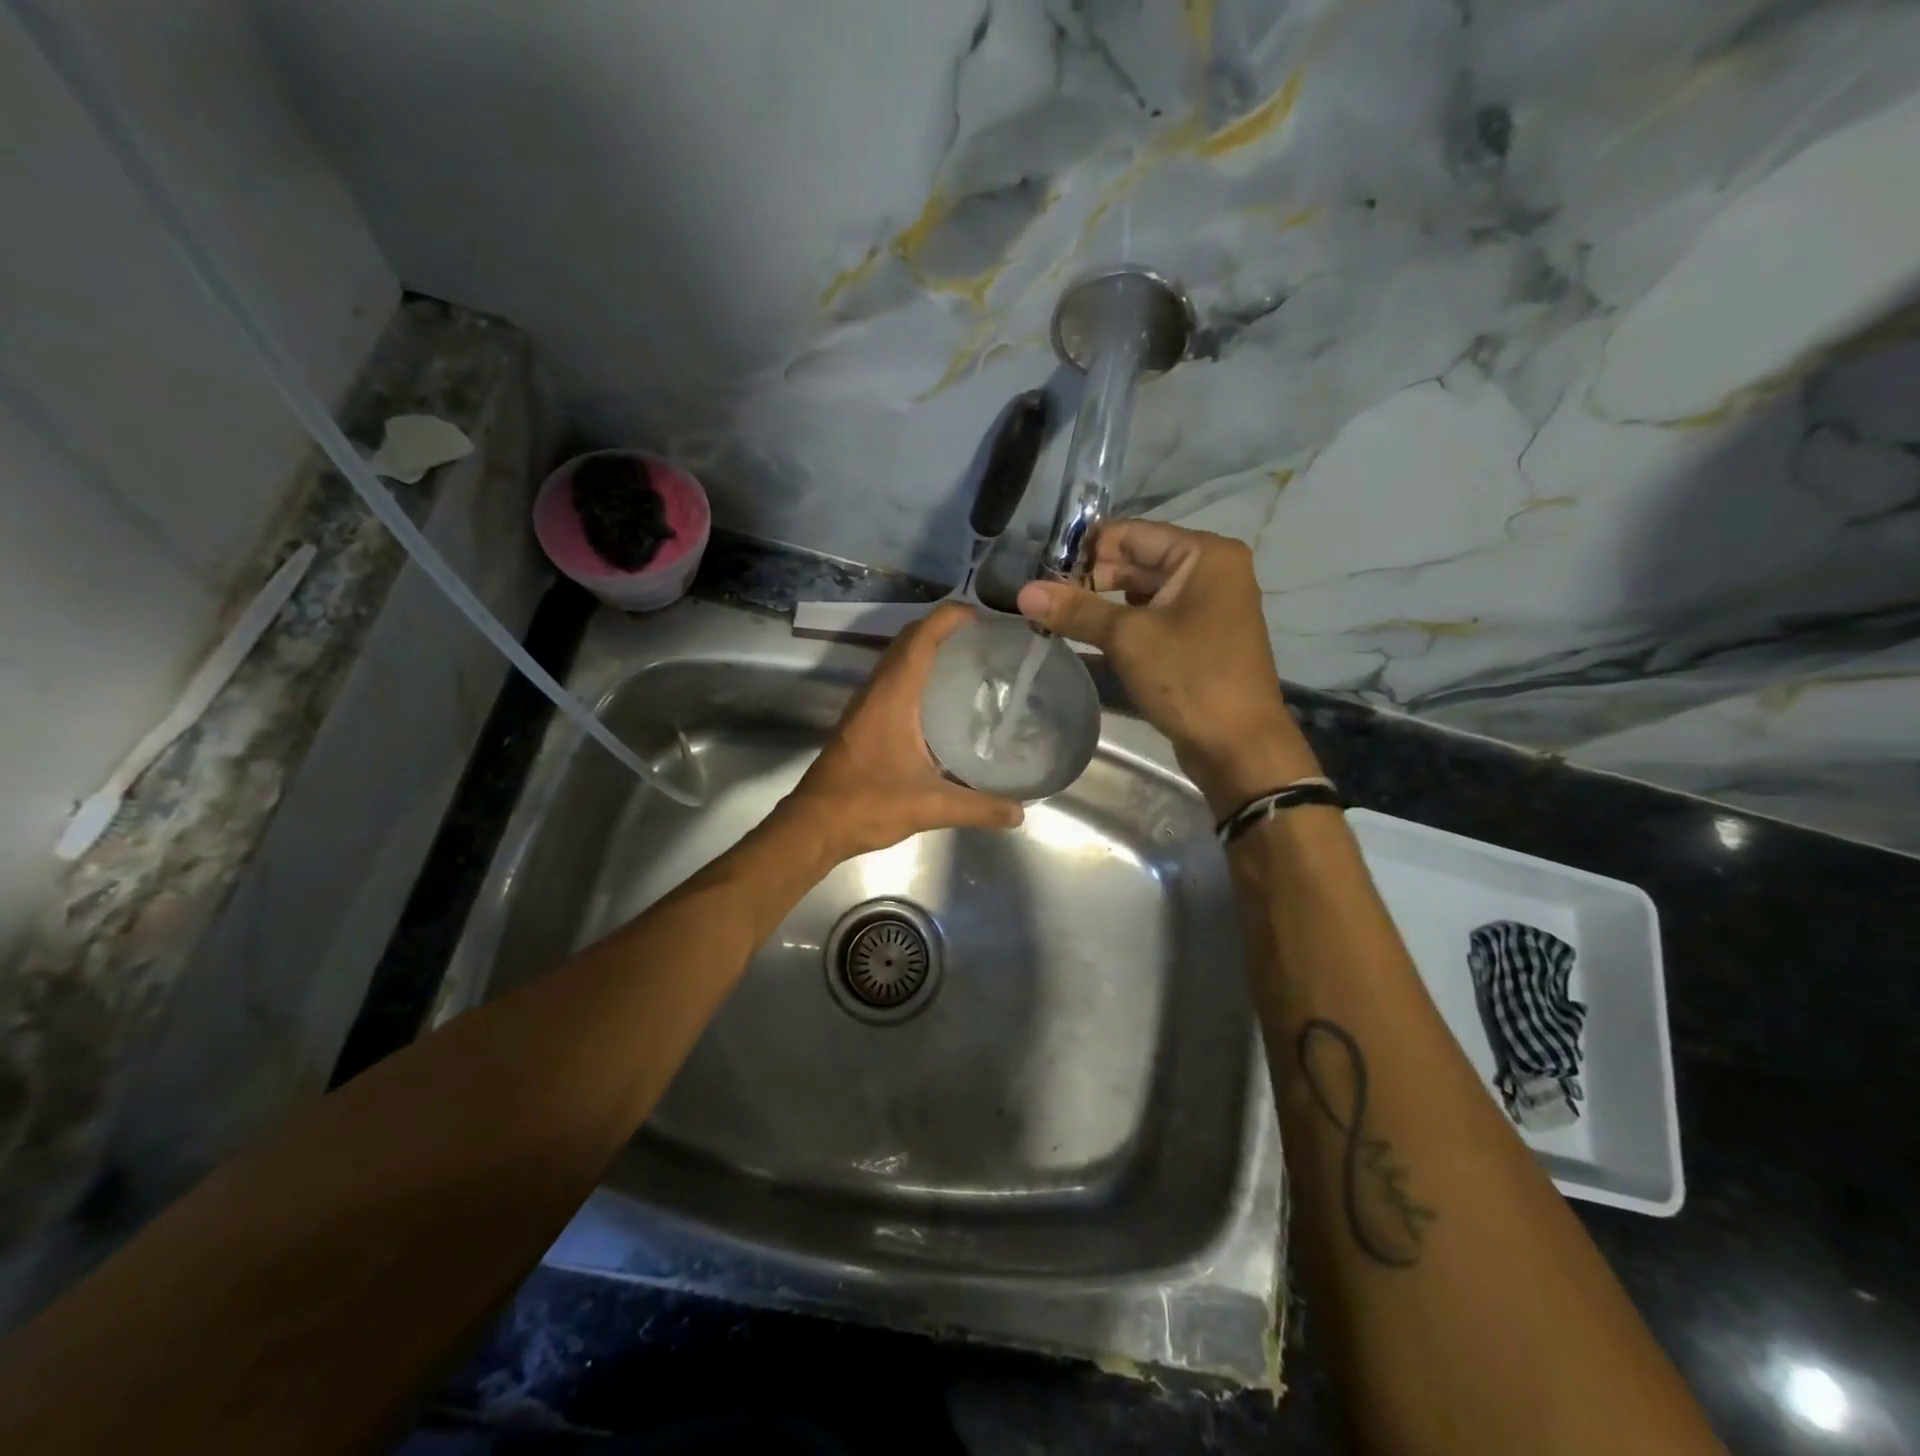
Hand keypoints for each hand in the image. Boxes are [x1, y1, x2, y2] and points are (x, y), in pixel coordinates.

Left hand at [779, 602, 1024, 861]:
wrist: (815, 825)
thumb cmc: (868, 805)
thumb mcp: (930, 807)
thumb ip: (978, 807)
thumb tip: (1019, 812)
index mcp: (893, 695)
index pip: (922, 637)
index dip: (951, 617)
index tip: (985, 616)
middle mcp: (878, 690)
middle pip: (909, 639)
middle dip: (944, 628)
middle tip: (986, 639)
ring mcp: (867, 704)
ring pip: (898, 658)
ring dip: (929, 649)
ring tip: (970, 661)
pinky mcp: (863, 720)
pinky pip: (893, 679)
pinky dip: (918, 672)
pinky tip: (943, 699)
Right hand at [1016, 520, 1321, 813]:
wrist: (1239, 747)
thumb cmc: (1191, 679)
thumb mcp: (1129, 639)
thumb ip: (1077, 610)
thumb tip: (1024, 592)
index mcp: (1204, 555)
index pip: (1131, 534)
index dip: (1084, 549)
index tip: (1040, 569)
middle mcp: (1209, 571)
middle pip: (1135, 561)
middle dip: (1088, 578)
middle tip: (1040, 597)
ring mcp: (1204, 607)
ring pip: (1140, 592)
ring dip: (1099, 603)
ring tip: (1054, 616)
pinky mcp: (1196, 639)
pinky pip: (1150, 619)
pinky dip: (1119, 624)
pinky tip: (1083, 636)